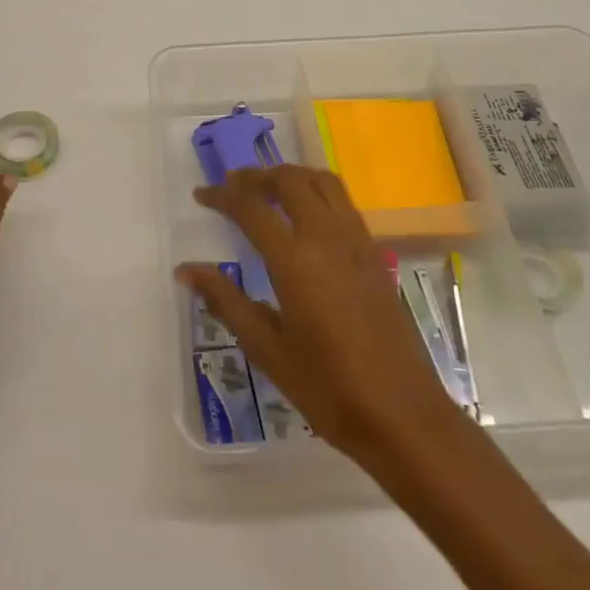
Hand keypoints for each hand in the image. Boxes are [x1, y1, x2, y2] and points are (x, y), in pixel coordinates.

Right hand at [178, 165, 459, 464]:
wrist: (402, 414)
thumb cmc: (327, 389)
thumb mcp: (267, 349)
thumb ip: (226, 301)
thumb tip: (187, 270)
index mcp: (296, 262)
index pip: (252, 207)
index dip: (222, 195)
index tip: (201, 196)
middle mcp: (328, 239)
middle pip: (291, 180)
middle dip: (257, 176)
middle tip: (232, 188)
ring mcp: (358, 242)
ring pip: (323, 182)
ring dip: (291, 176)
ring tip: (266, 191)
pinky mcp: (375, 254)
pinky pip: (343, 202)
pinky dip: (316, 192)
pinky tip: (304, 217)